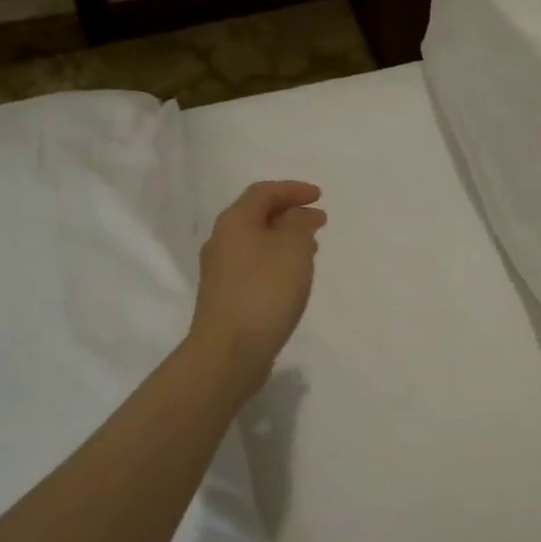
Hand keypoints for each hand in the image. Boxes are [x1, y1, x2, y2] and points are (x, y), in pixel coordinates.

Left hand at [188, 180, 326, 389]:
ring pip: (256, 242)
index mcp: (235, 222)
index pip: (264, 192)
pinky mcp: (225, 296)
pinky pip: (254, 265)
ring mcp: (220, 271)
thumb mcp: (293, 247)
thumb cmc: (265, 290)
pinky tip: (293, 277)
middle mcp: (222, 241)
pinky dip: (277, 260)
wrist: (229, 352)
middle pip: (257, 216)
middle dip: (289, 214)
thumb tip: (301, 216)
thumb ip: (300, 223)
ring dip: (285, 239)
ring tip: (312, 248)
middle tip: (318, 222)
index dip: (293, 190)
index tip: (320, 197)